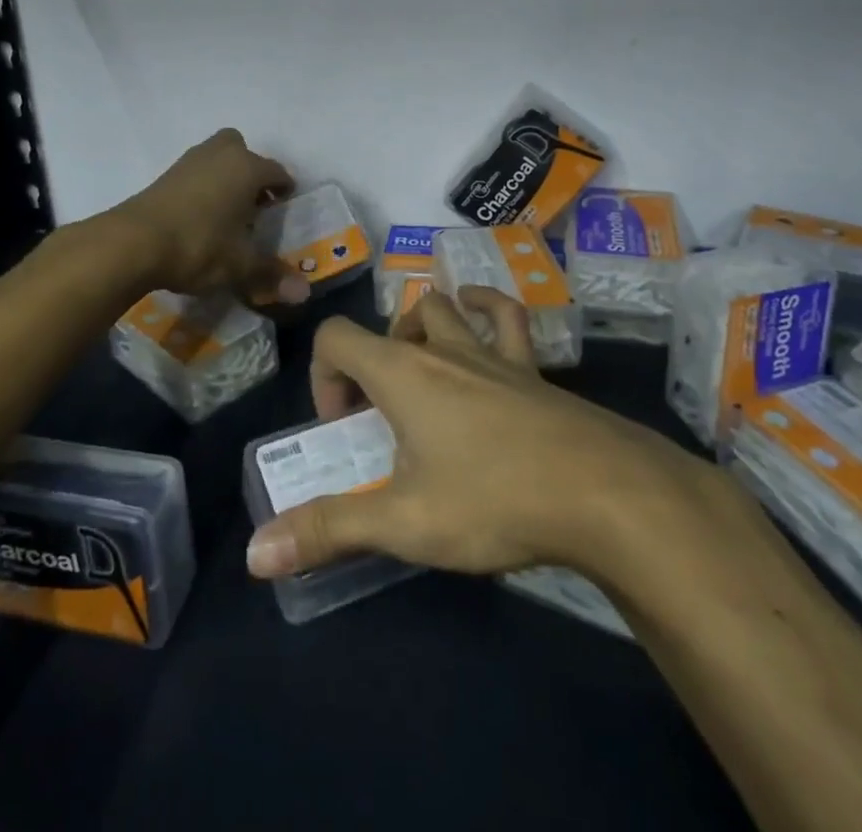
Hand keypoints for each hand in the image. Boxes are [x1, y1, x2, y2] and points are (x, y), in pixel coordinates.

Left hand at [112, 128, 310, 306]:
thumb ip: (272, 274)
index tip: (284, 209)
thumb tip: (304, 294)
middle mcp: (221, 154)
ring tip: (227, 212)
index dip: (285, 190)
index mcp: (247, 168)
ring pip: (217, 157)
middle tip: (254, 203)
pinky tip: (200, 215)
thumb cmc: (198, 245)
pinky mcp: (165, 174)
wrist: (133, 242)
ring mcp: (190, 161)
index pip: (277, 172)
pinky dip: (204, 185)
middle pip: (243, 151)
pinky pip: (196, 171)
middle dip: (252, 172)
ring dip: (226, 177)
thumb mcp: (239, 265)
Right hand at [247, 288, 715, 584]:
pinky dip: (486, 308)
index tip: (343, 427)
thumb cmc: (494, 499)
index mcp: (403, 374)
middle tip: (385, 416)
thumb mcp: (405, 522)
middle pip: (391, 322)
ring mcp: (492, 354)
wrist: (604, 492)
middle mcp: (444, 350)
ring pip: (444, 309)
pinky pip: (506, 318)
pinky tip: (480, 314)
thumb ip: (330, 530)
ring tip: (421, 369)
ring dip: (422, 328)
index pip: (337, 337)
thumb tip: (256, 553)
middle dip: (375, 360)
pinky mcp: (533, 369)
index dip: (324, 374)